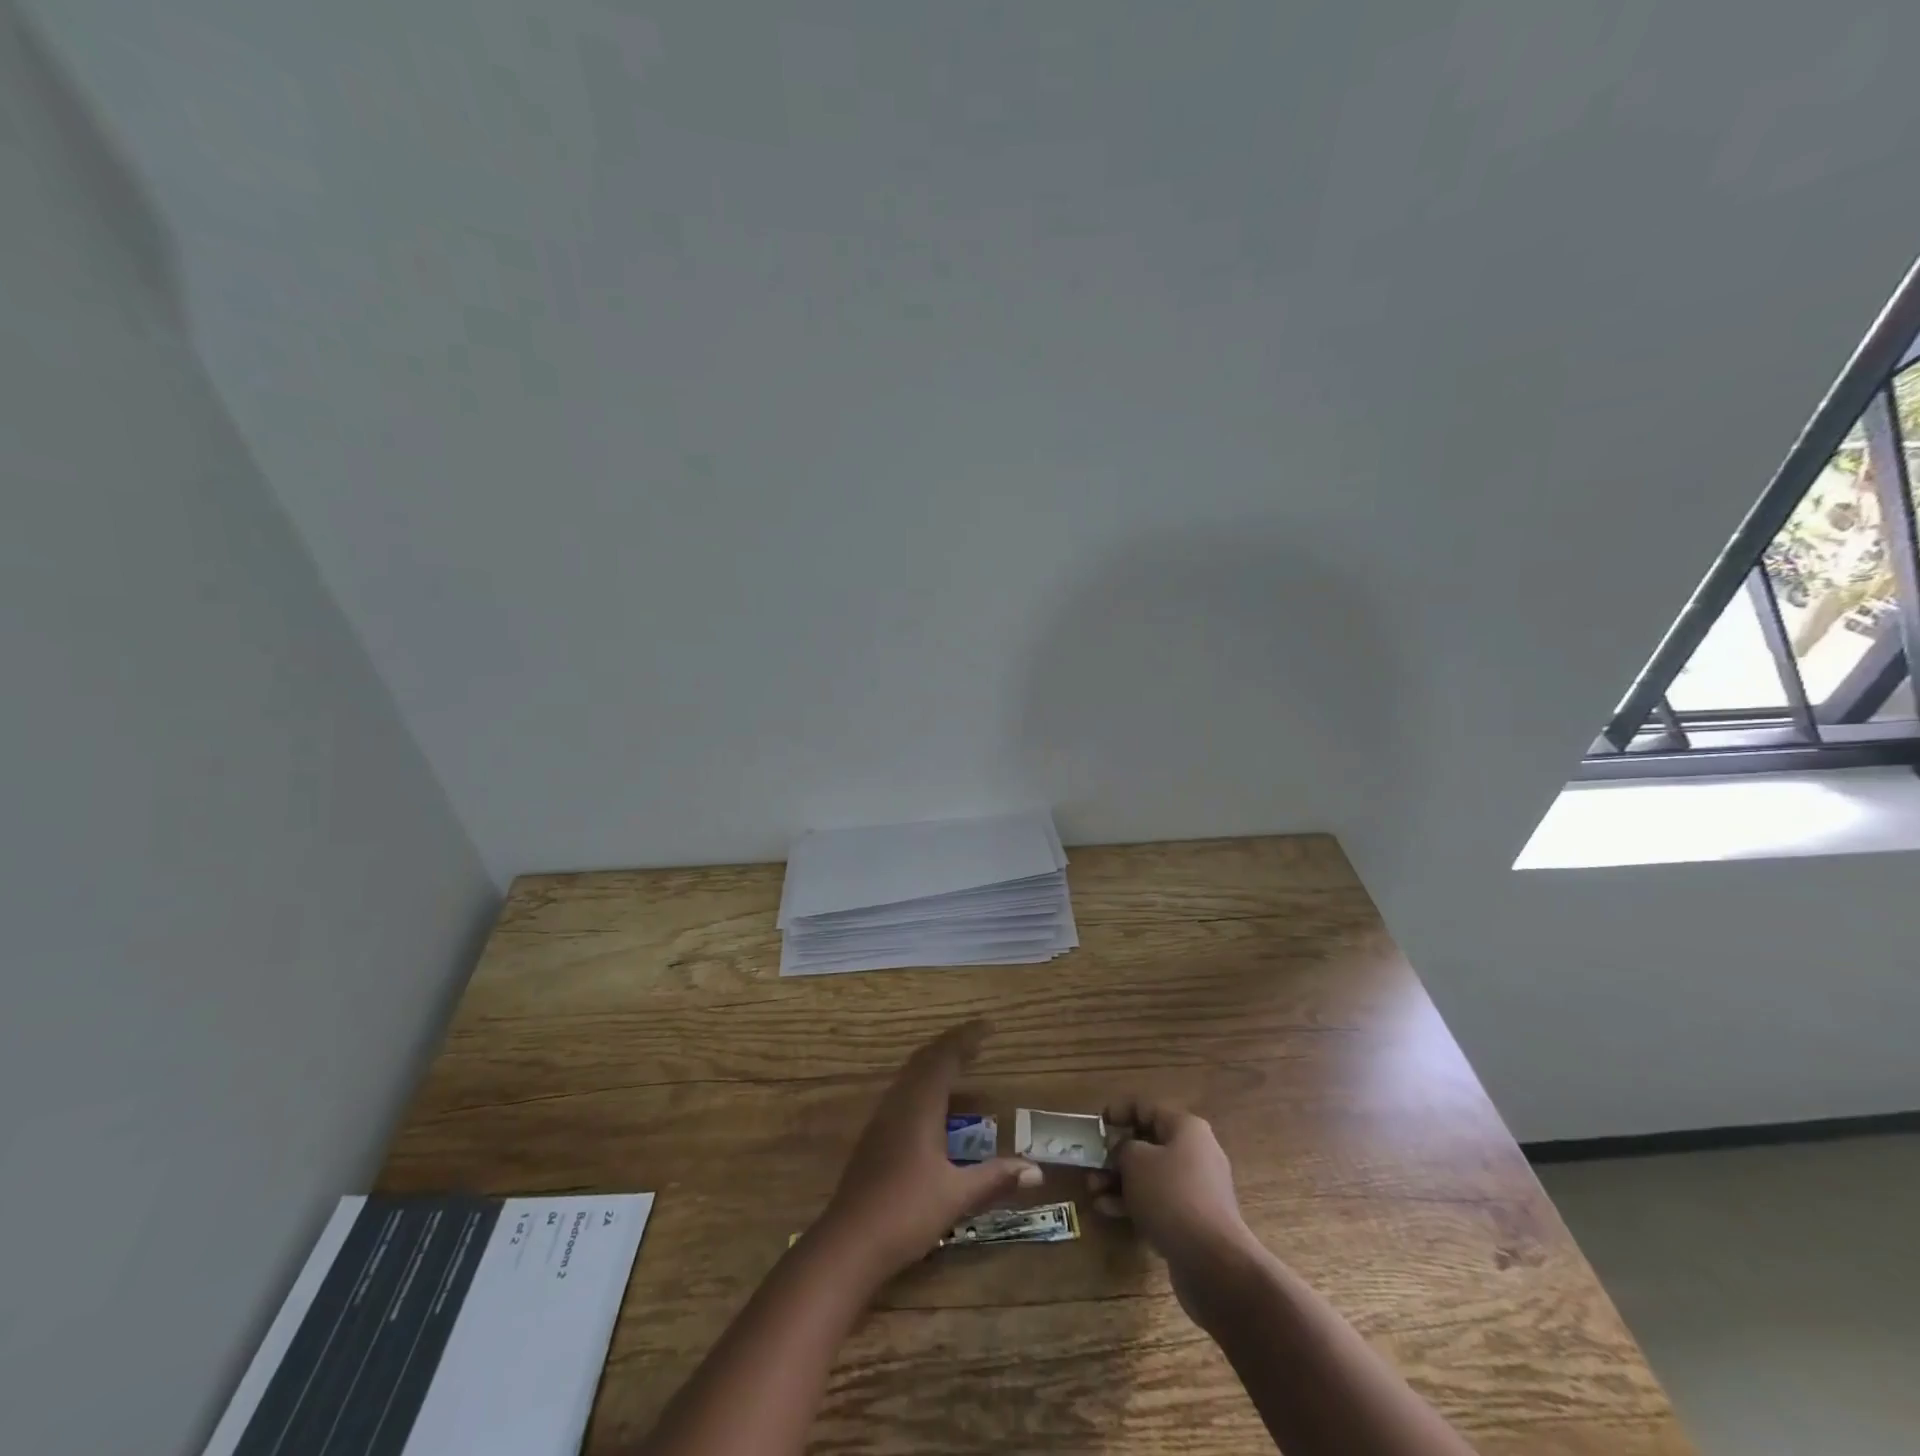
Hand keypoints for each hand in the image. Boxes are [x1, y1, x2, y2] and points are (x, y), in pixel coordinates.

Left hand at [818, 1020, 1041, 1281]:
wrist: (848, 1243)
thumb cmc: (906, 1213)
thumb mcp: (957, 1196)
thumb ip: (995, 1178)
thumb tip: (1036, 1170)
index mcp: (919, 1106)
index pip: (944, 1057)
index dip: (966, 1038)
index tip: (988, 1026)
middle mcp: (899, 1103)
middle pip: (924, 1059)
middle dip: (951, 1046)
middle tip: (977, 1041)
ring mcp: (883, 1119)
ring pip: (910, 1075)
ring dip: (935, 1063)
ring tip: (960, 1064)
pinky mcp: (875, 1136)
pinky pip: (903, 1092)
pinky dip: (924, 1083)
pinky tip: (934, 1106)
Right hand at [1090, 1101, 1262, 1326]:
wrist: (1212, 1262)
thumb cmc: (1171, 1195)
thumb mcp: (1135, 1160)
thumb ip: (1121, 1147)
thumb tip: (1122, 1151)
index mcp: (1186, 1128)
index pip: (1145, 1108)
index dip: (1117, 1112)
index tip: (1096, 1126)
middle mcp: (1195, 1153)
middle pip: (1147, 1144)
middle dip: (1115, 1155)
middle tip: (1091, 1165)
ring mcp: (1196, 1189)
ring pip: (1150, 1176)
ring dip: (1119, 1181)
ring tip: (1093, 1191)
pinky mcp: (1193, 1220)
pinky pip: (1158, 1201)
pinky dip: (1134, 1203)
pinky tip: (1108, 1210)